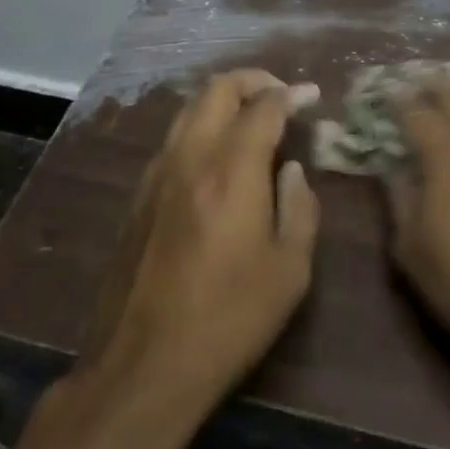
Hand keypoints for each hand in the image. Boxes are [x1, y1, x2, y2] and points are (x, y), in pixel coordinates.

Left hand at [80, 69, 321, 414]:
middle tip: (280, 94)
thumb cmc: (228, 319)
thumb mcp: (290, 270)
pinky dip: (201, 127)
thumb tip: (291, 171)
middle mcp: (190, 157)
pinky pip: (174, 139)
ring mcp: (157, 174)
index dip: (292, 94)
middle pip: (217, 90)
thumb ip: (300, 208)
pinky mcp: (138, 196)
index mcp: (231, 170)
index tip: (311, 95)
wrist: (141, 367)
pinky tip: (218, 156)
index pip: (264, 107)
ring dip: (223, 100)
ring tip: (251, 118)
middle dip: (254, 81)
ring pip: (189, 109)